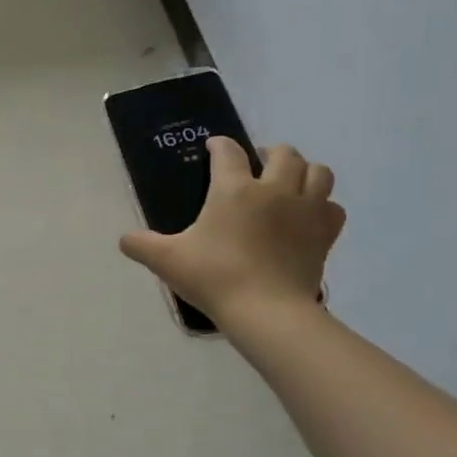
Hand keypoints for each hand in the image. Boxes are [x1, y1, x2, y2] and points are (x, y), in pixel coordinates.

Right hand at [119, 140, 343, 332]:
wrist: (266, 311)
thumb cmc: (214, 277)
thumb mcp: (167, 260)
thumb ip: (141, 245)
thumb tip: (124, 239)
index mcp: (234, 189)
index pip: (228, 152)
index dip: (219, 145)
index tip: (213, 147)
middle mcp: (274, 189)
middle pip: (283, 153)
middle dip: (269, 153)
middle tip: (256, 166)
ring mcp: (306, 210)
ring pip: (318, 171)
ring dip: (303, 171)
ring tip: (289, 183)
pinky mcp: (325, 233)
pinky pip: (332, 207)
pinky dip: (322, 205)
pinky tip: (308, 216)